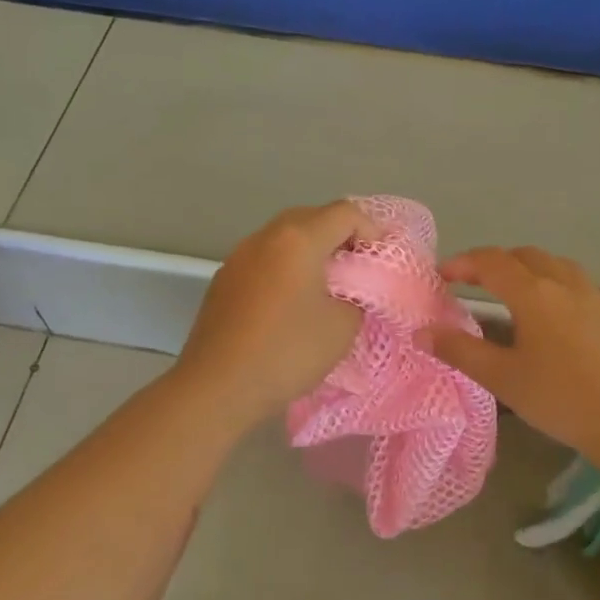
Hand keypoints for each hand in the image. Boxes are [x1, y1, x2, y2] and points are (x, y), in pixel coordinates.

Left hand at [174, 201, 381, 427]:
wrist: (218, 387)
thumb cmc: (287, 352)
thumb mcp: (342, 326)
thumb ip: (357, 297)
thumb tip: (348, 291)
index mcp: (298, 239)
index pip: (346, 213)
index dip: (372, 231)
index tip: (381, 262)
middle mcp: (265, 237)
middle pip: (312, 218)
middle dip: (340, 238)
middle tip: (358, 271)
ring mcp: (238, 257)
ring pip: (284, 239)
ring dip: (311, 254)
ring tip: (326, 288)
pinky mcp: (224, 281)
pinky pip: (265, 261)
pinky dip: (286, 269)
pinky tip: (291, 305)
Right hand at [428, 246, 599, 461]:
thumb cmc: (560, 399)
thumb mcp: (502, 378)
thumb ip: (460, 351)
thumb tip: (422, 331)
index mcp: (533, 294)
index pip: (491, 263)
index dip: (463, 263)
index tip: (442, 275)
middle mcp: (567, 285)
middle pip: (527, 257)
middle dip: (498, 263)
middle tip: (476, 282)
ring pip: (564, 267)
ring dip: (537, 269)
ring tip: (522, 289)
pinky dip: (581, 292)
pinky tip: (581, 307)